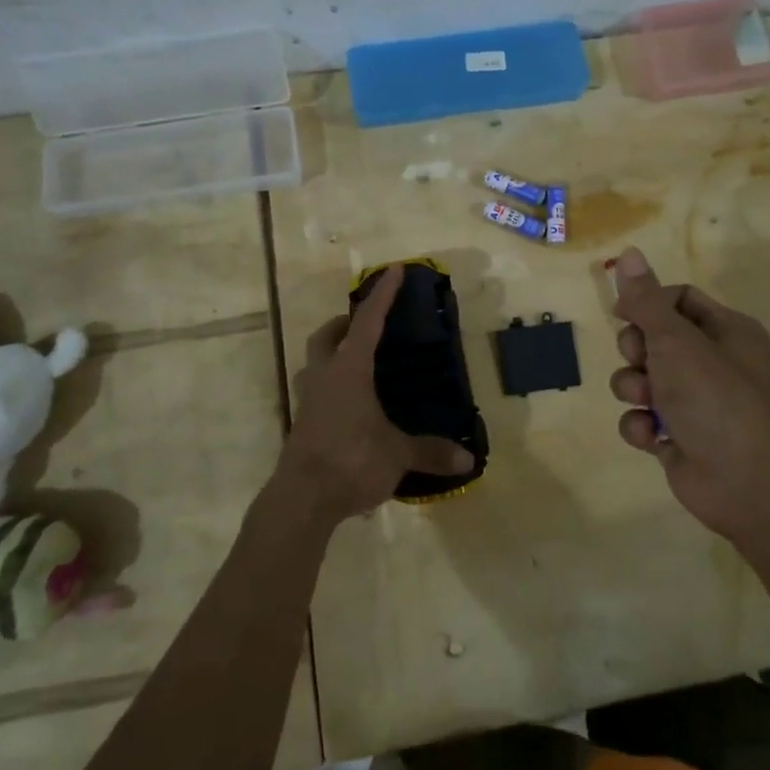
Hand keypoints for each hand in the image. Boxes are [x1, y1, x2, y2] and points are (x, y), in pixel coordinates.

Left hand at [275, 264, 474, 525]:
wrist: (301, 499)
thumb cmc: (351, 461)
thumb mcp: (398, 455)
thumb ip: (431, 452)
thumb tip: (468, 458)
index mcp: (349, 371)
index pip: (368, 322)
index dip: (383, 295)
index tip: (394, 270)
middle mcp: (325, 377)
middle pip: (326, 337)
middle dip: (343, 324)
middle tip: (363, 325)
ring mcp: (308, 401)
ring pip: (315, 363)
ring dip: (331, 354)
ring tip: (357, 364)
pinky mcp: (302, 424)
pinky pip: (316, 391)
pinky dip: (331, 386)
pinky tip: (350, 405)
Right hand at [610, 247, 769, 544]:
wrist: (744, 483)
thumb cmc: (715, 398)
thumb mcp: (675, 340)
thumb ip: (646, 300)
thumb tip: (629, 252)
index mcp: (727, 331)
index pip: (678, 299)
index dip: (647, 303)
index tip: (622, 313)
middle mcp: (714, 362)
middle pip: (655, 338)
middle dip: (636, 351)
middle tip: (641, 360)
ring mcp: (696, 402)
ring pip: (643, 379)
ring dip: (634, 389)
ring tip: (646, 402)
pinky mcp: (679, 436)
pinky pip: (643, 417)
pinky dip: (641, 425)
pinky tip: (651, 436)